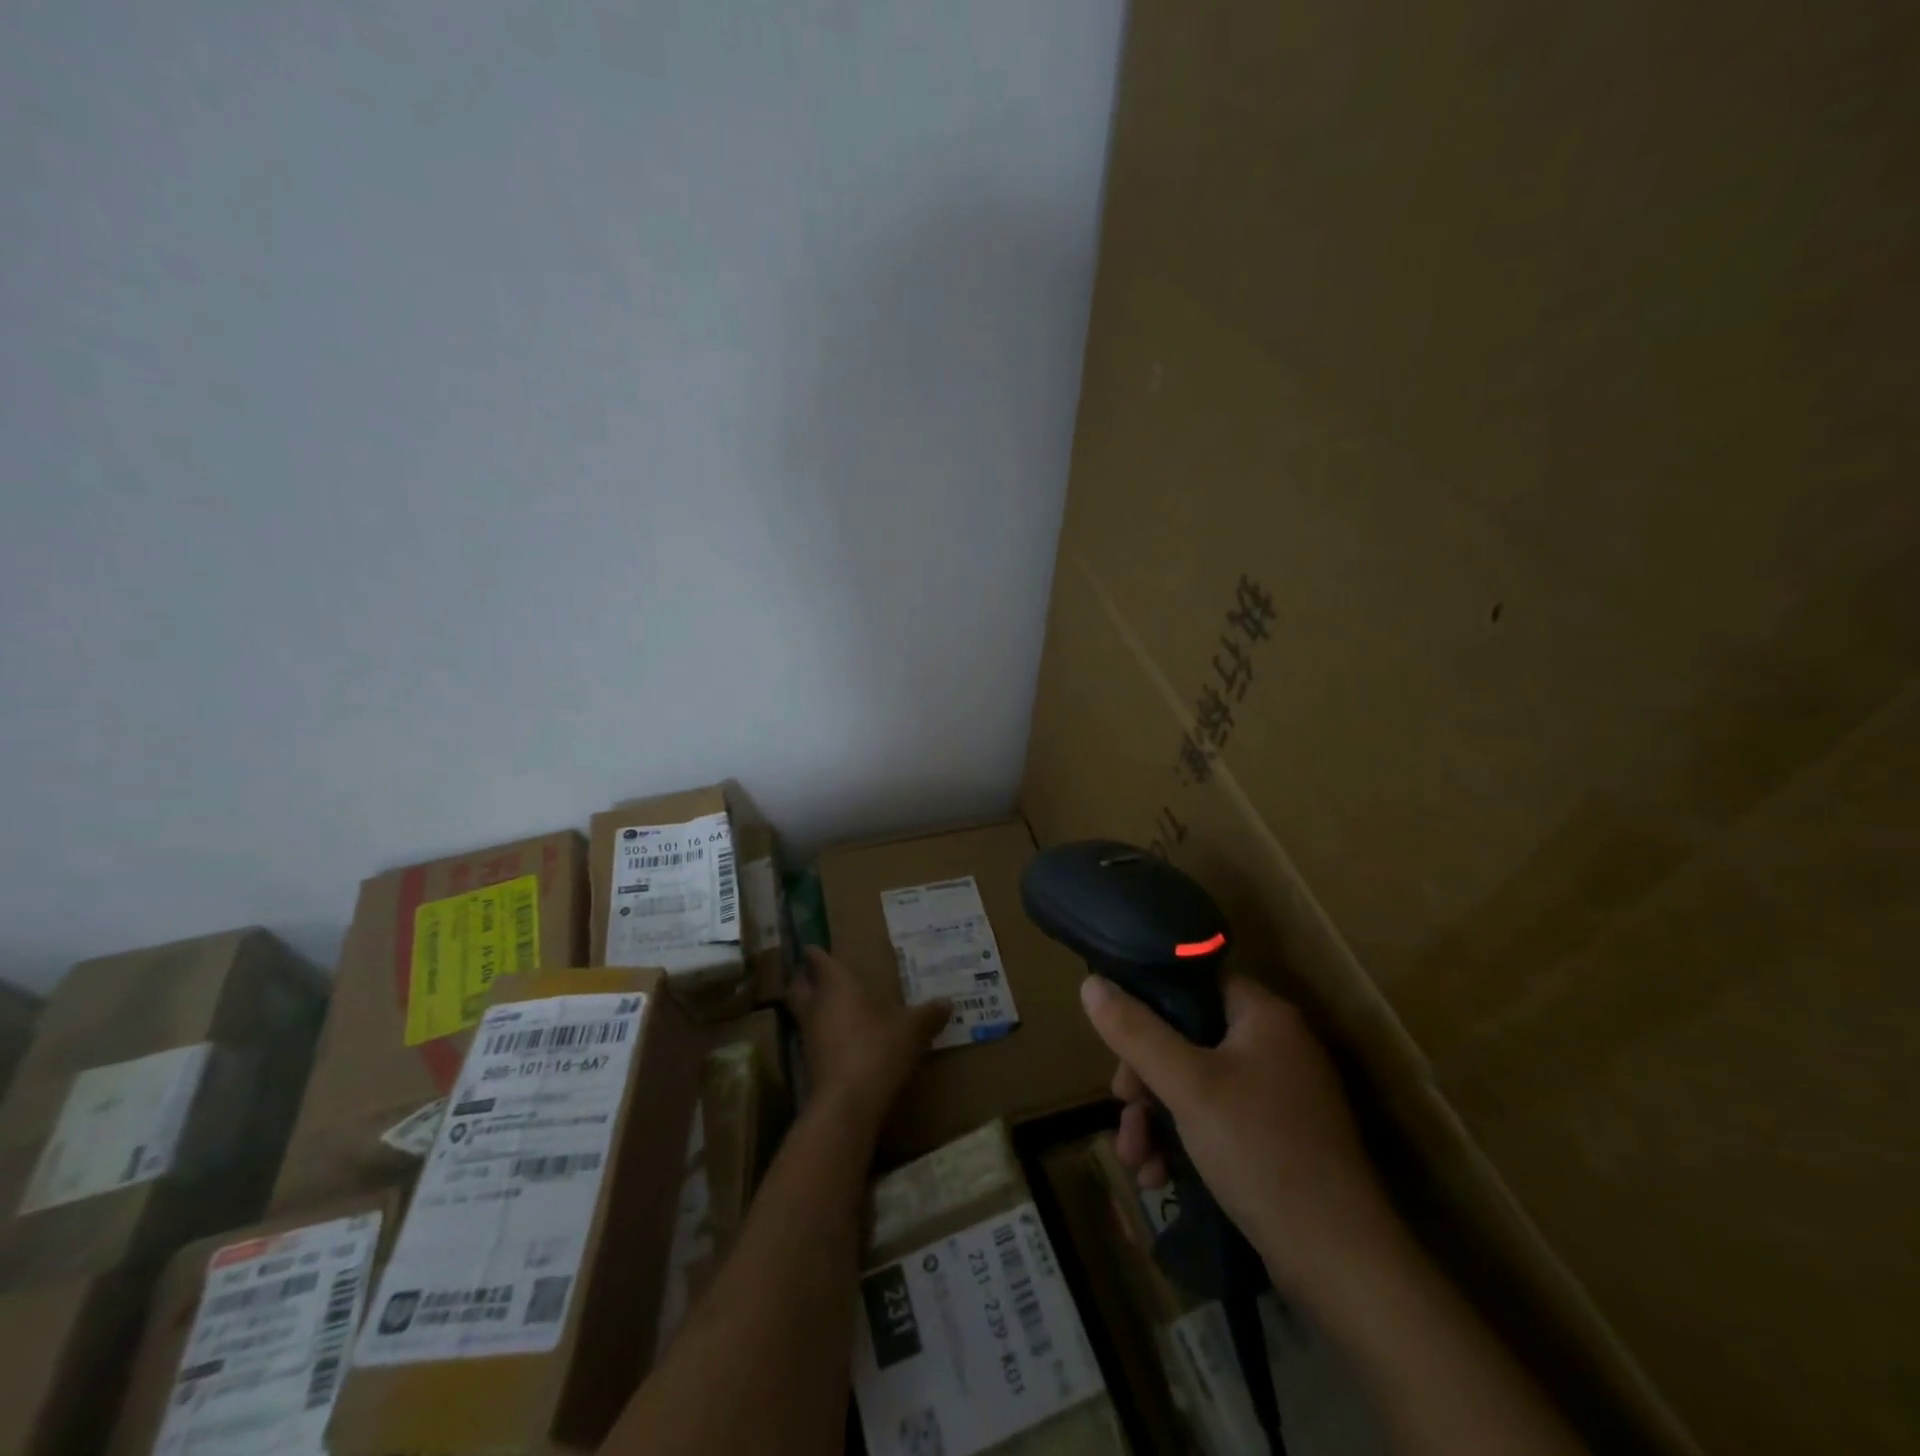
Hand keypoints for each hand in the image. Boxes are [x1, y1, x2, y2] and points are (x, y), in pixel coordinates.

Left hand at [789, 946, 948, 1129]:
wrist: (849, 1103)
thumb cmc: (878, 1049)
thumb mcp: (912, 1030)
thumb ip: (928, 1015)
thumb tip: (948, 1002)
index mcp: (836, 984)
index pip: (817, 960)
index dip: (814, 953)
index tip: (813, 947)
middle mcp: (817, 1005)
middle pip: (798, 986)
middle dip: (804, 979)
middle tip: (817, 974)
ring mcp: (809, 1035)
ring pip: (803, 1012)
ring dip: (814, 1008)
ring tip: (835, 1005)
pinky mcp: (810, 1063)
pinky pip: (812, 1038)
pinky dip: (823, 1034)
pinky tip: (843, 1038)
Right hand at [1081, 972, 1400, 1304]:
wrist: (1340, 1263)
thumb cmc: (1261, 1151)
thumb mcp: (1187, 1086)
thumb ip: (1136, 1032)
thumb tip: (1090, 984)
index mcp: (1263, 1016)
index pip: (1194, 983)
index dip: (1149, 1004)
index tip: (1117, 1040)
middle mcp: (1274, 1046)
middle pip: (1188, 1038)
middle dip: (1145, 1078)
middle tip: (1122, 1106)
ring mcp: (1278, 1095)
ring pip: (1195, 1085)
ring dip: (1156, 1117)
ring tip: (1134, 1159)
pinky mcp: (1276, 1139)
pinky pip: (1215, 1120)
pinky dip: (1183, 1142)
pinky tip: (1159, 1177)